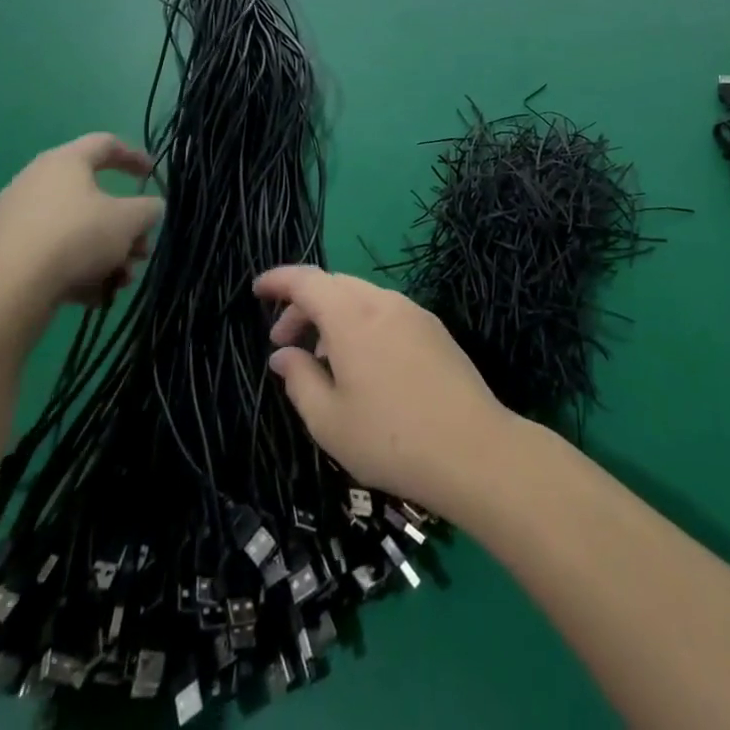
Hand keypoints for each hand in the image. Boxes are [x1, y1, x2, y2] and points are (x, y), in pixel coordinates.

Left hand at [0, 134, 163, 317]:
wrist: (6, 290)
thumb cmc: (76, 237)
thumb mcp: (129, 220)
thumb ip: (149, 209)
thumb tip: (149, 209)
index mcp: (65, 162)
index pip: (105, 144)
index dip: (134, 156)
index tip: (151, 175)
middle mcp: (36, 182)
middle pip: (93, 197)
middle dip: (124, 226)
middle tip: (141, 249)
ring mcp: (16, 219)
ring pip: (75, 230)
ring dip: (105, 253)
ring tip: (120, 281)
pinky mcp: (4, 253)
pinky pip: (52, 254)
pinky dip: (77, 269)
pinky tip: (93, 296)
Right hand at [255, 266, 513, 515]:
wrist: (471, 448)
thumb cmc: (389, 438)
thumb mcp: (329, 420)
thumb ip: (299, 380)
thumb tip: (283, 355)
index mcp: (352, 317)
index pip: (308, 280)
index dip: (279, 280)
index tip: (258, 290)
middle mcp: (383, 302)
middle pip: (335, 285)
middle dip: (304, 305)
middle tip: (285, 342)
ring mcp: (414, 312)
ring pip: (362, 297)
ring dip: (334, 316)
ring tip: (321, 360)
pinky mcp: (434, 329)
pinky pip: (387, 311)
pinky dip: (362, 323)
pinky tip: (361, 364)